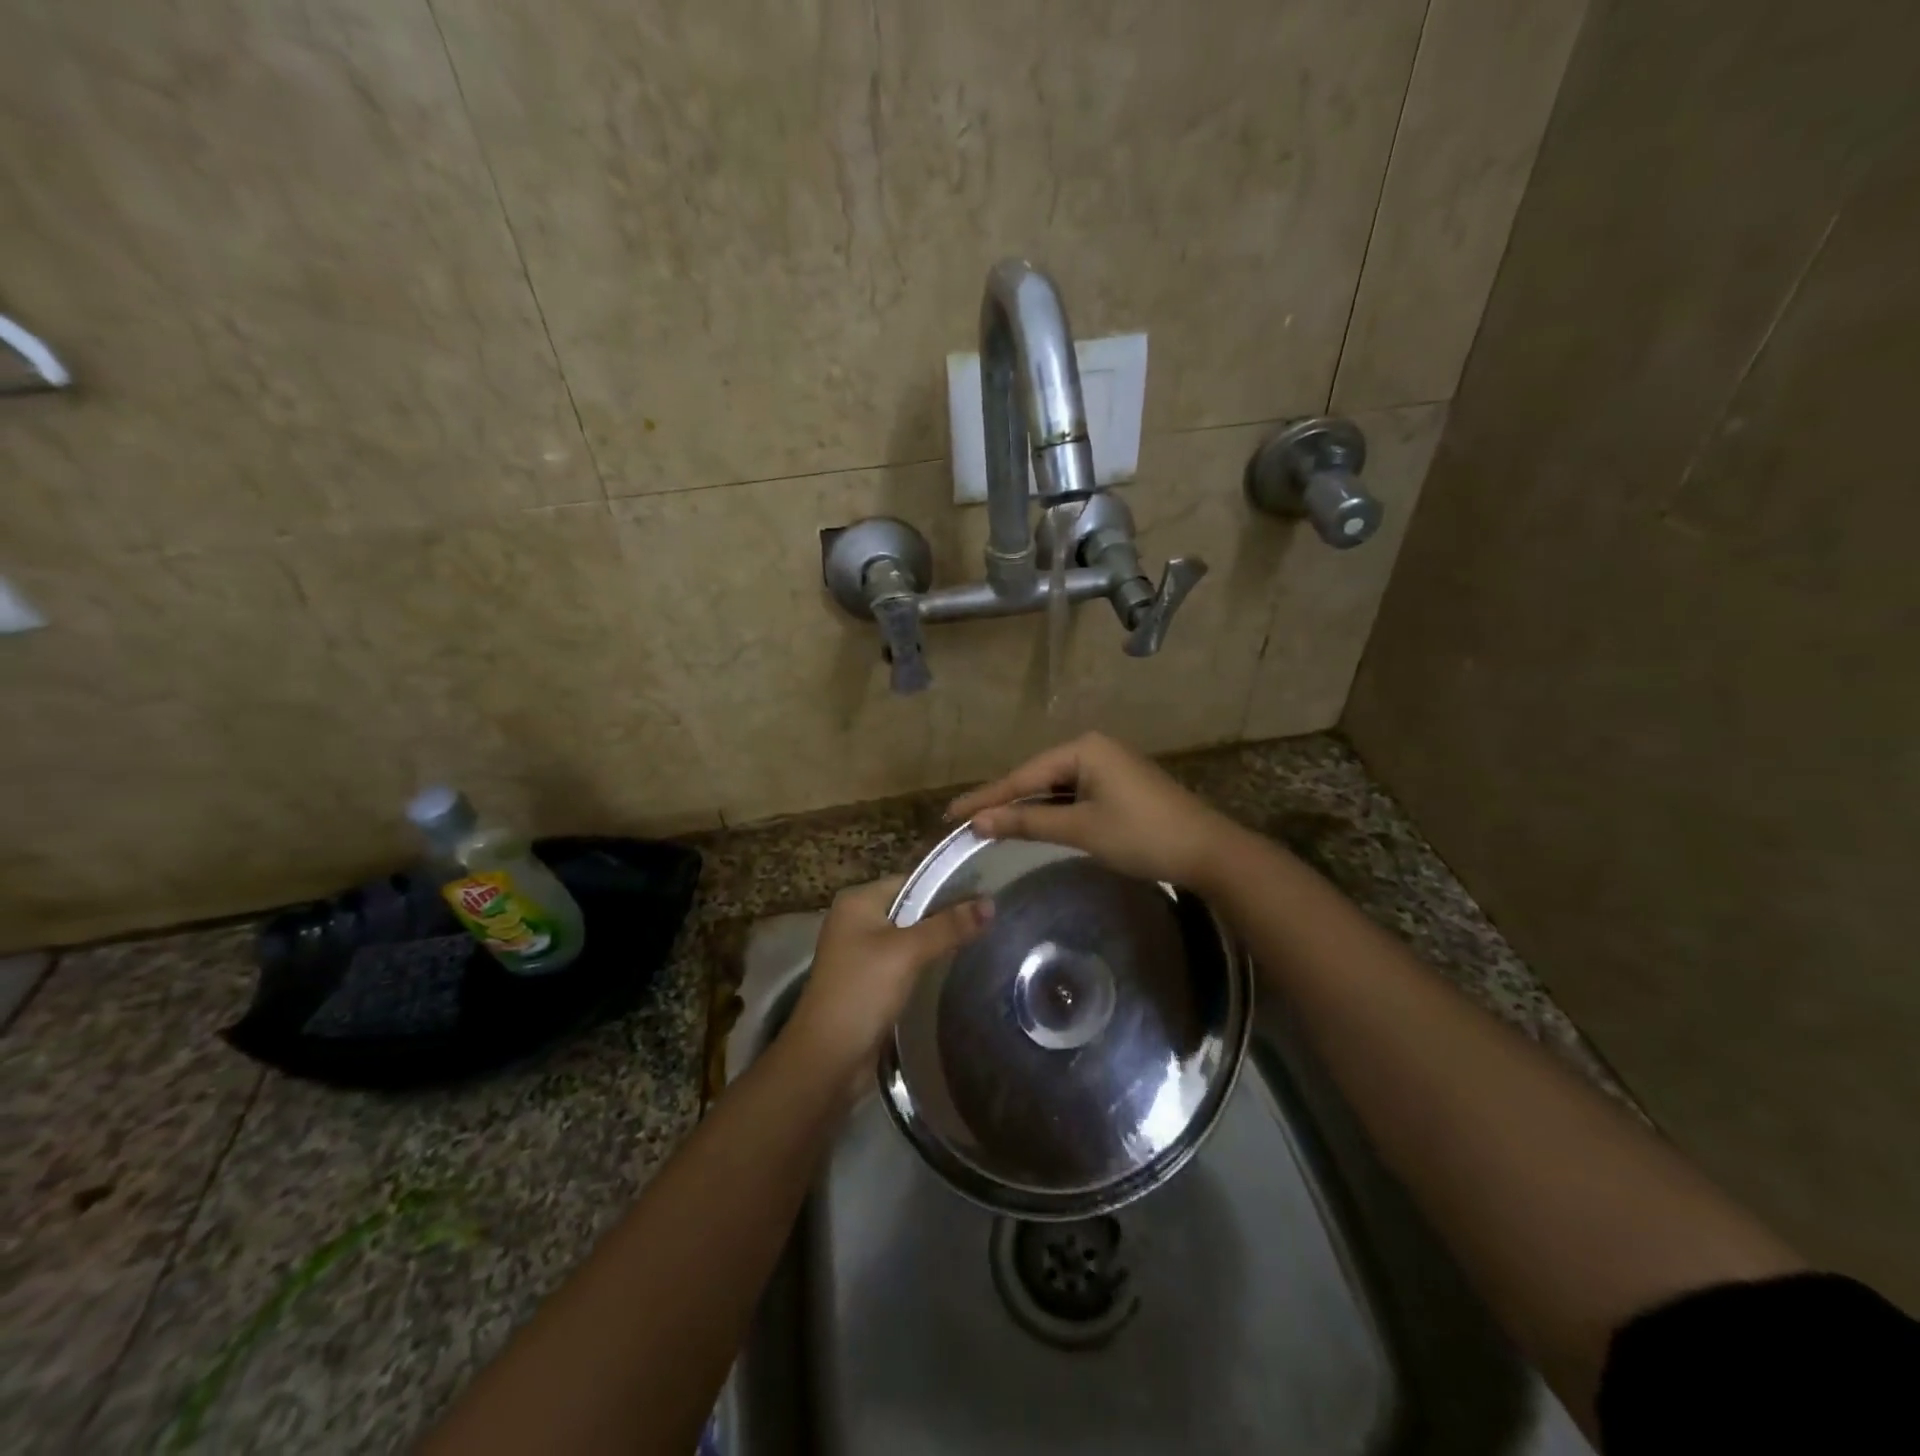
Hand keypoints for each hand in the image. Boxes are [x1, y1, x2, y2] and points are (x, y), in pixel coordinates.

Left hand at [786, 877, 991, 1081]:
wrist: (826, 1059)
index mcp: (858, 901)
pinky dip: (925, 964)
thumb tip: (990, 903)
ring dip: (937, 941)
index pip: (912, 881)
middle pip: (911, 908)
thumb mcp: (907, 952)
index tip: (986, 895)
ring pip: (909, 937)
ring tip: (980, 942)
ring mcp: (859, 952)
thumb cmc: (862, 992)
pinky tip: (953, 970)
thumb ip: (948, 926)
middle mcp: (855, 920)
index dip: (948, 886)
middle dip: (946, 915)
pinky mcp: (867, 981)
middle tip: (990, 921)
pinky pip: (903, 962)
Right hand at [948, 732, 1240, 889]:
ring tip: (990, 824)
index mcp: (1083, 749)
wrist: (1208, 851)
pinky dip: (1053, 811)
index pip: (1023, 775)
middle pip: (1037, 776)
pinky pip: (1074, 794)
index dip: (986, 797)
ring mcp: (1108, 766)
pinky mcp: (1119, 786)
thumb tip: (980, 822)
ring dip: (1028, 807)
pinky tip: (1033, 823)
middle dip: (1004, 800)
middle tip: (965, 821)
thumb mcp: (1080, 829)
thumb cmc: (1142, 835)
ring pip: (1055, 787)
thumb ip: (1028, 822)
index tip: (950, 813)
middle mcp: (1093, 748)